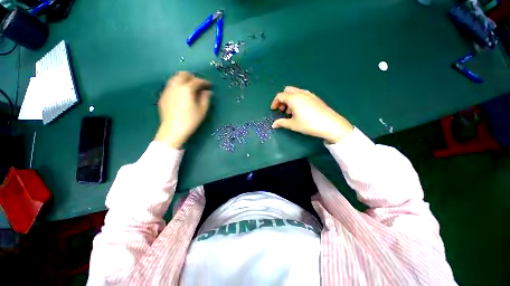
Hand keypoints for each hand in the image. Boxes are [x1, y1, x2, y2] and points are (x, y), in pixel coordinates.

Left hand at [155, 71, 211, 148]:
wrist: (173, 129)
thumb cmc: (190, 120)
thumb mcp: (202, 110)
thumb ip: (206, 98)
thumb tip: (208, 91)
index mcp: (186, 89)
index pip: (196, 81)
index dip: (204, 82)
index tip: (210, 85)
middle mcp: (175, 86)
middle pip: (183, 74)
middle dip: (192, 77)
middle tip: (199, 84)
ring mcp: (167, 90)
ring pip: (175, 78)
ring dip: (184, 80)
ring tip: (190, 88)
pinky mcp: (163, 96)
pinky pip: (171, 86)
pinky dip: (178, 86)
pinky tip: (182, 94)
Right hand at [270, 86, 352, 143]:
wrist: (329, 124)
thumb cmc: (308, 124)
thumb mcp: (293, 125)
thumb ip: (281, 123)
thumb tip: (273, 125)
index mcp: (293, 98)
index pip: (280, 96)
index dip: (275, 102)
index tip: (274, 110)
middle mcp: (300, 93)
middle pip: (287, 90)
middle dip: (282, 99)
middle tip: (282, 109)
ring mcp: (309, 94)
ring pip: (295, 92)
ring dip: (290, 99)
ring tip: (291, 111)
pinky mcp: (315, 97)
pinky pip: (302, 94)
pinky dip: (297, 99)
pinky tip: (300, 110)